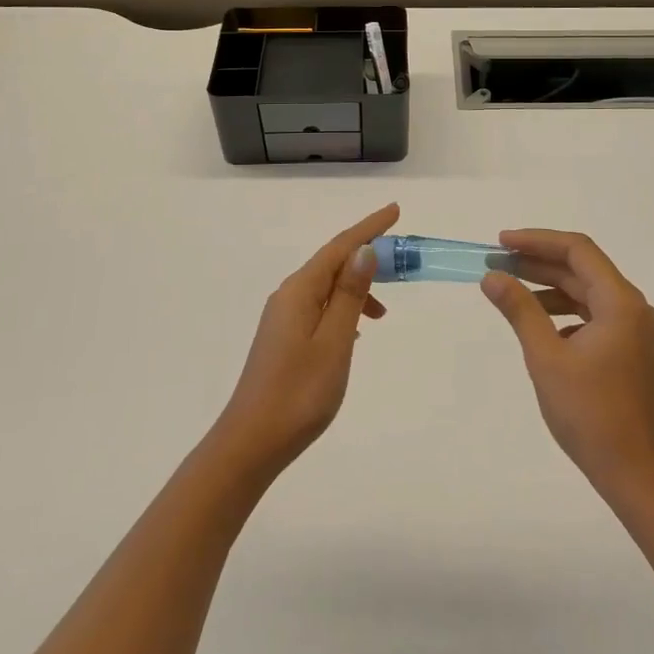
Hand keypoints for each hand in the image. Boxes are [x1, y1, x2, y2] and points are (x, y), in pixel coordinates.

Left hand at [210, 202, 397, 478]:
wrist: (251, 443)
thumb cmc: (299, 393)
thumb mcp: (334, 342)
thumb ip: (350, 295)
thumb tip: (364, 251)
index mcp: (300, 291)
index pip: (340, 247)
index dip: (369, 228)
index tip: (396, 211)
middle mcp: (288, 296)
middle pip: (333, 263)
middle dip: (366, 255)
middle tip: (402, 260)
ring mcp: (283, 318)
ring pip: (327, 287)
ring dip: (357, 287)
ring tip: (385, 309)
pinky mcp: (284, 339)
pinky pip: (320, 307)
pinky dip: (343, 308)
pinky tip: (356, 329)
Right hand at [482, 229, 653, 509]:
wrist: (635, 474)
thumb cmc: (590, 414)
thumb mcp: (546, 357)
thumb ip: (519, 310)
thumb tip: (492, 276)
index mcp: (619, 302)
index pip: (577, 250)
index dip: (537, 241)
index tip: (501, 243)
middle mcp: (631, 308)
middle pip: (582, 269)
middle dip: (538, 263)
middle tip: (497, 263)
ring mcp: (633, 330)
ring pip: (586, 292)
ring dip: (548, 287)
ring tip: (510, 290)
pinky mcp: (628, 351)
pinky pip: (592, 315)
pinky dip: (563, 312)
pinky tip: (539, 326)